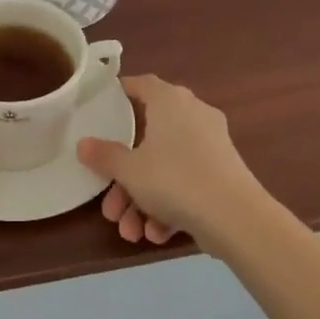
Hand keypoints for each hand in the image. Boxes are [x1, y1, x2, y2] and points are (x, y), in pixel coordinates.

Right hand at [77, 74, 276, 253]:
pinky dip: (169, 205)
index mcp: (170, 101)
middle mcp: (192, 115)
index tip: (101, 108)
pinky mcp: (222, 173)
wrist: (236, 218)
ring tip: (131, 232)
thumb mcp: (129, 170)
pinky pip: (186, 182)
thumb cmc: (175, 179)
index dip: (119, 93)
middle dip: (125, 178)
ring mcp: (211, 145)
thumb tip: (83, 144)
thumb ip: (104, 156)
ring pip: (166, 167)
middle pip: (148, 140)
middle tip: (110, 206)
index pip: (141, 84)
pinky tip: (157, 234)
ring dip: (143, 200)